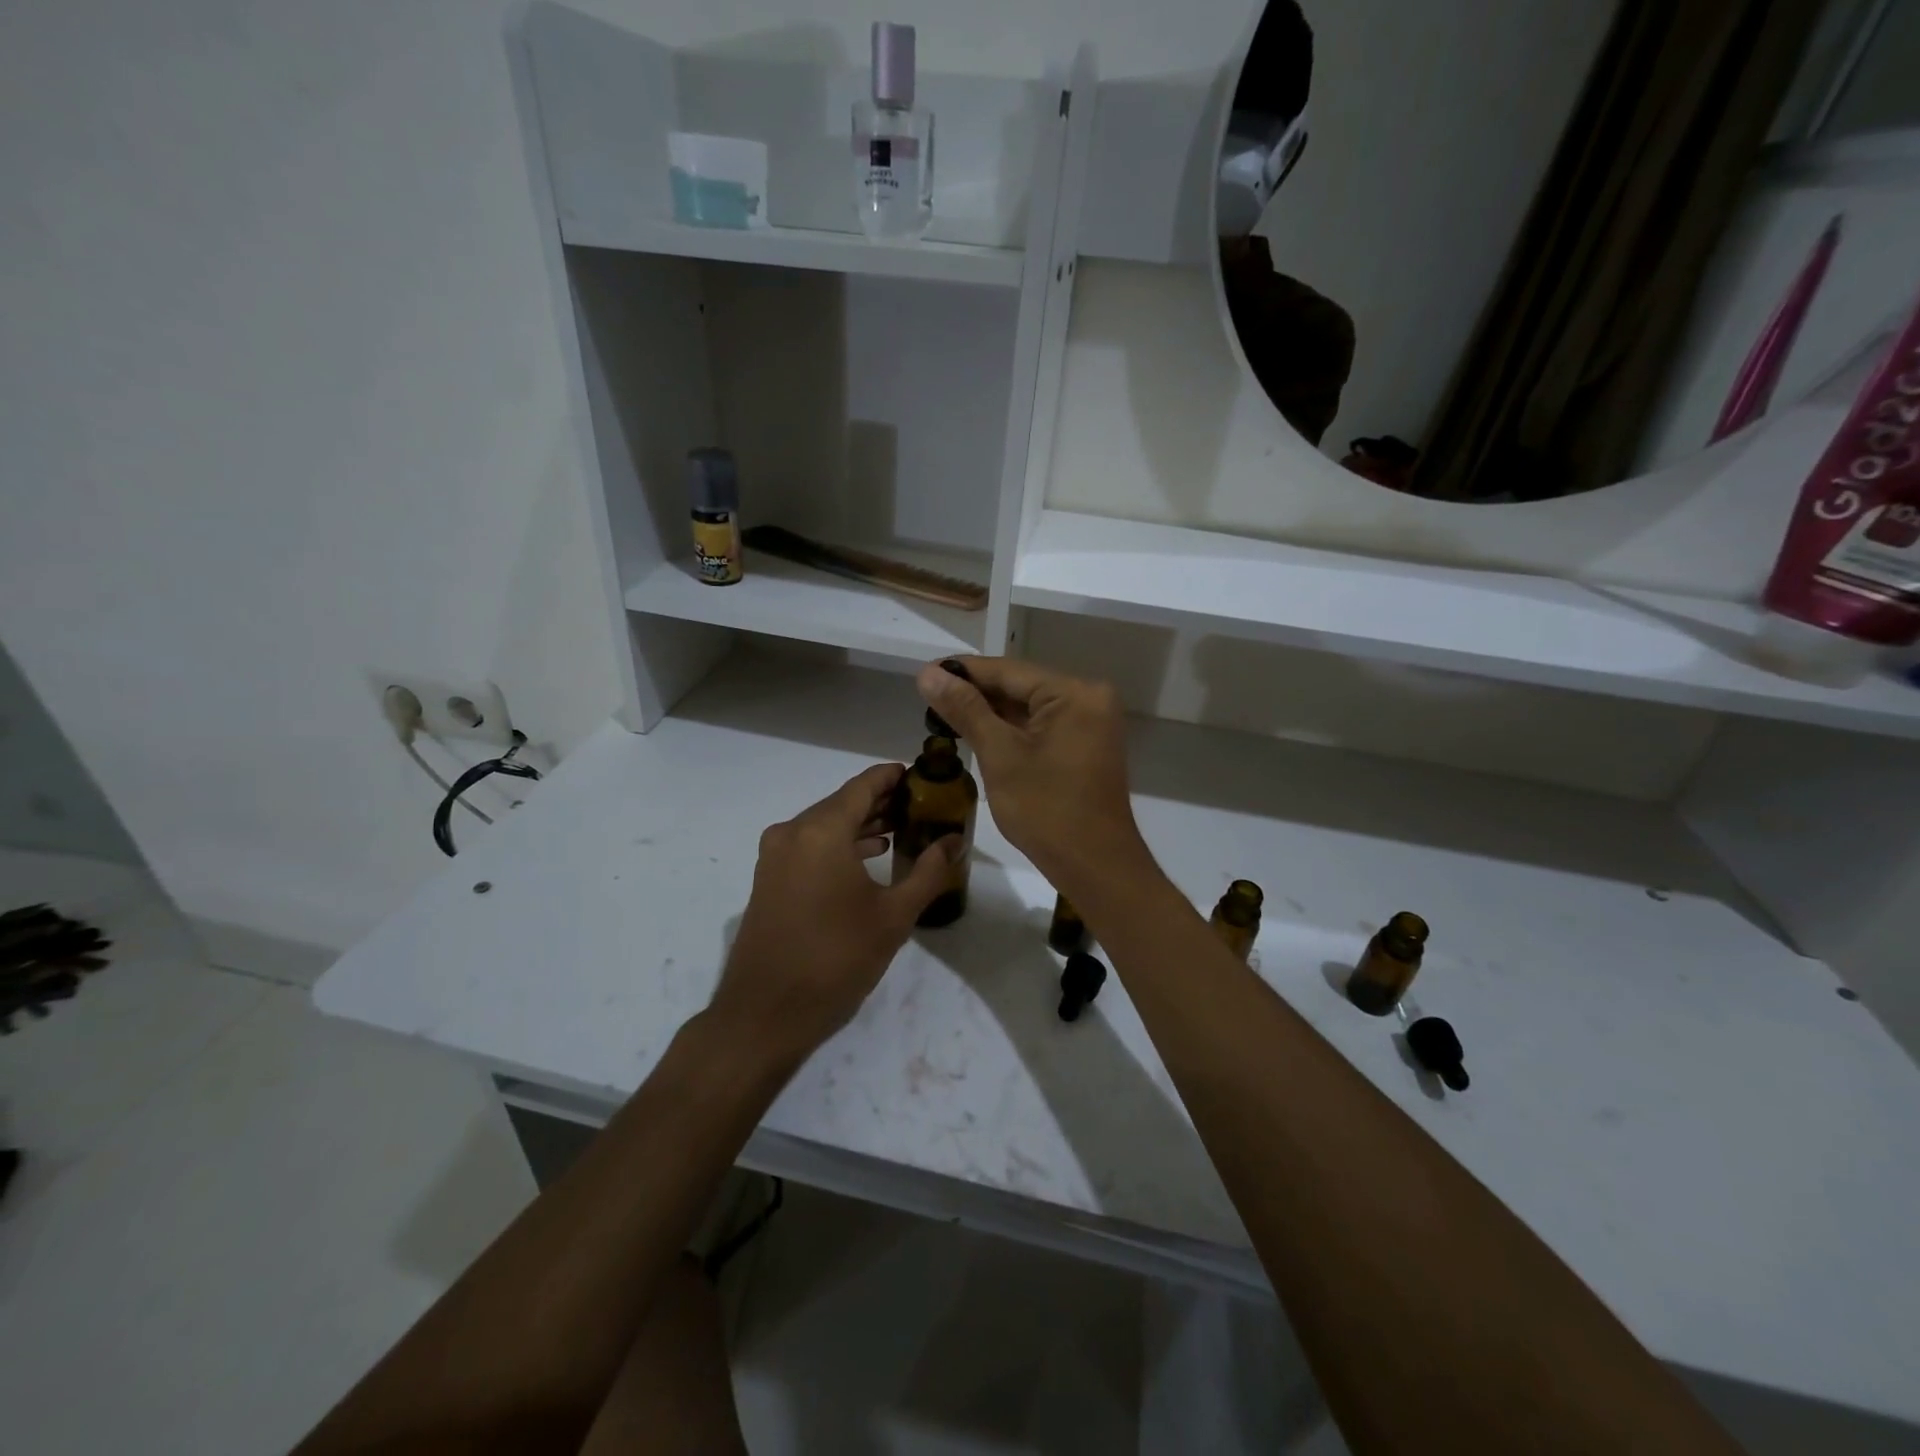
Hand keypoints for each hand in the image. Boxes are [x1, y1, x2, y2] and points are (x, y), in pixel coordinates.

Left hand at [708, 763, 956, 1063]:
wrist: (765, 1014)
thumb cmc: (836, 959)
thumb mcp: (893, 917)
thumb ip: (928, 873)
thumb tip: (953, 842)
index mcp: (822, 831)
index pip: (863, 785)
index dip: (893, 777)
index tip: (924, 776)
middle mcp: (793, 832)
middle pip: (843, 802)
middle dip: (882, 802)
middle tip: (922, 807)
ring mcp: (775, 856)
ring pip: (825, 825)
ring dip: (861, 825)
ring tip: (902, 830)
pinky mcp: (768, 879)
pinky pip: (809, 845)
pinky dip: (839, 844)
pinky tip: (868, 858)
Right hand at [915, 657, 1151, 899]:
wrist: (1094, 866)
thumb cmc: (1046, 810)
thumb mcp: (1000, 755)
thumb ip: (965, 710)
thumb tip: (928, 674)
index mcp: (1075, 693)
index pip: (1008, 671)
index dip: (963, 672)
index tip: (924, 674)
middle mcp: (1089, 698)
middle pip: (1020, 686)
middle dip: (975, 693)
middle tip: (928, 696)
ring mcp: (1091, 723)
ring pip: (1029, 708)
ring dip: (990, 713)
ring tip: (943, 713)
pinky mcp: (1086, 746)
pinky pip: (1042, 727)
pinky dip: (1011, 730)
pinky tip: (977, 732)